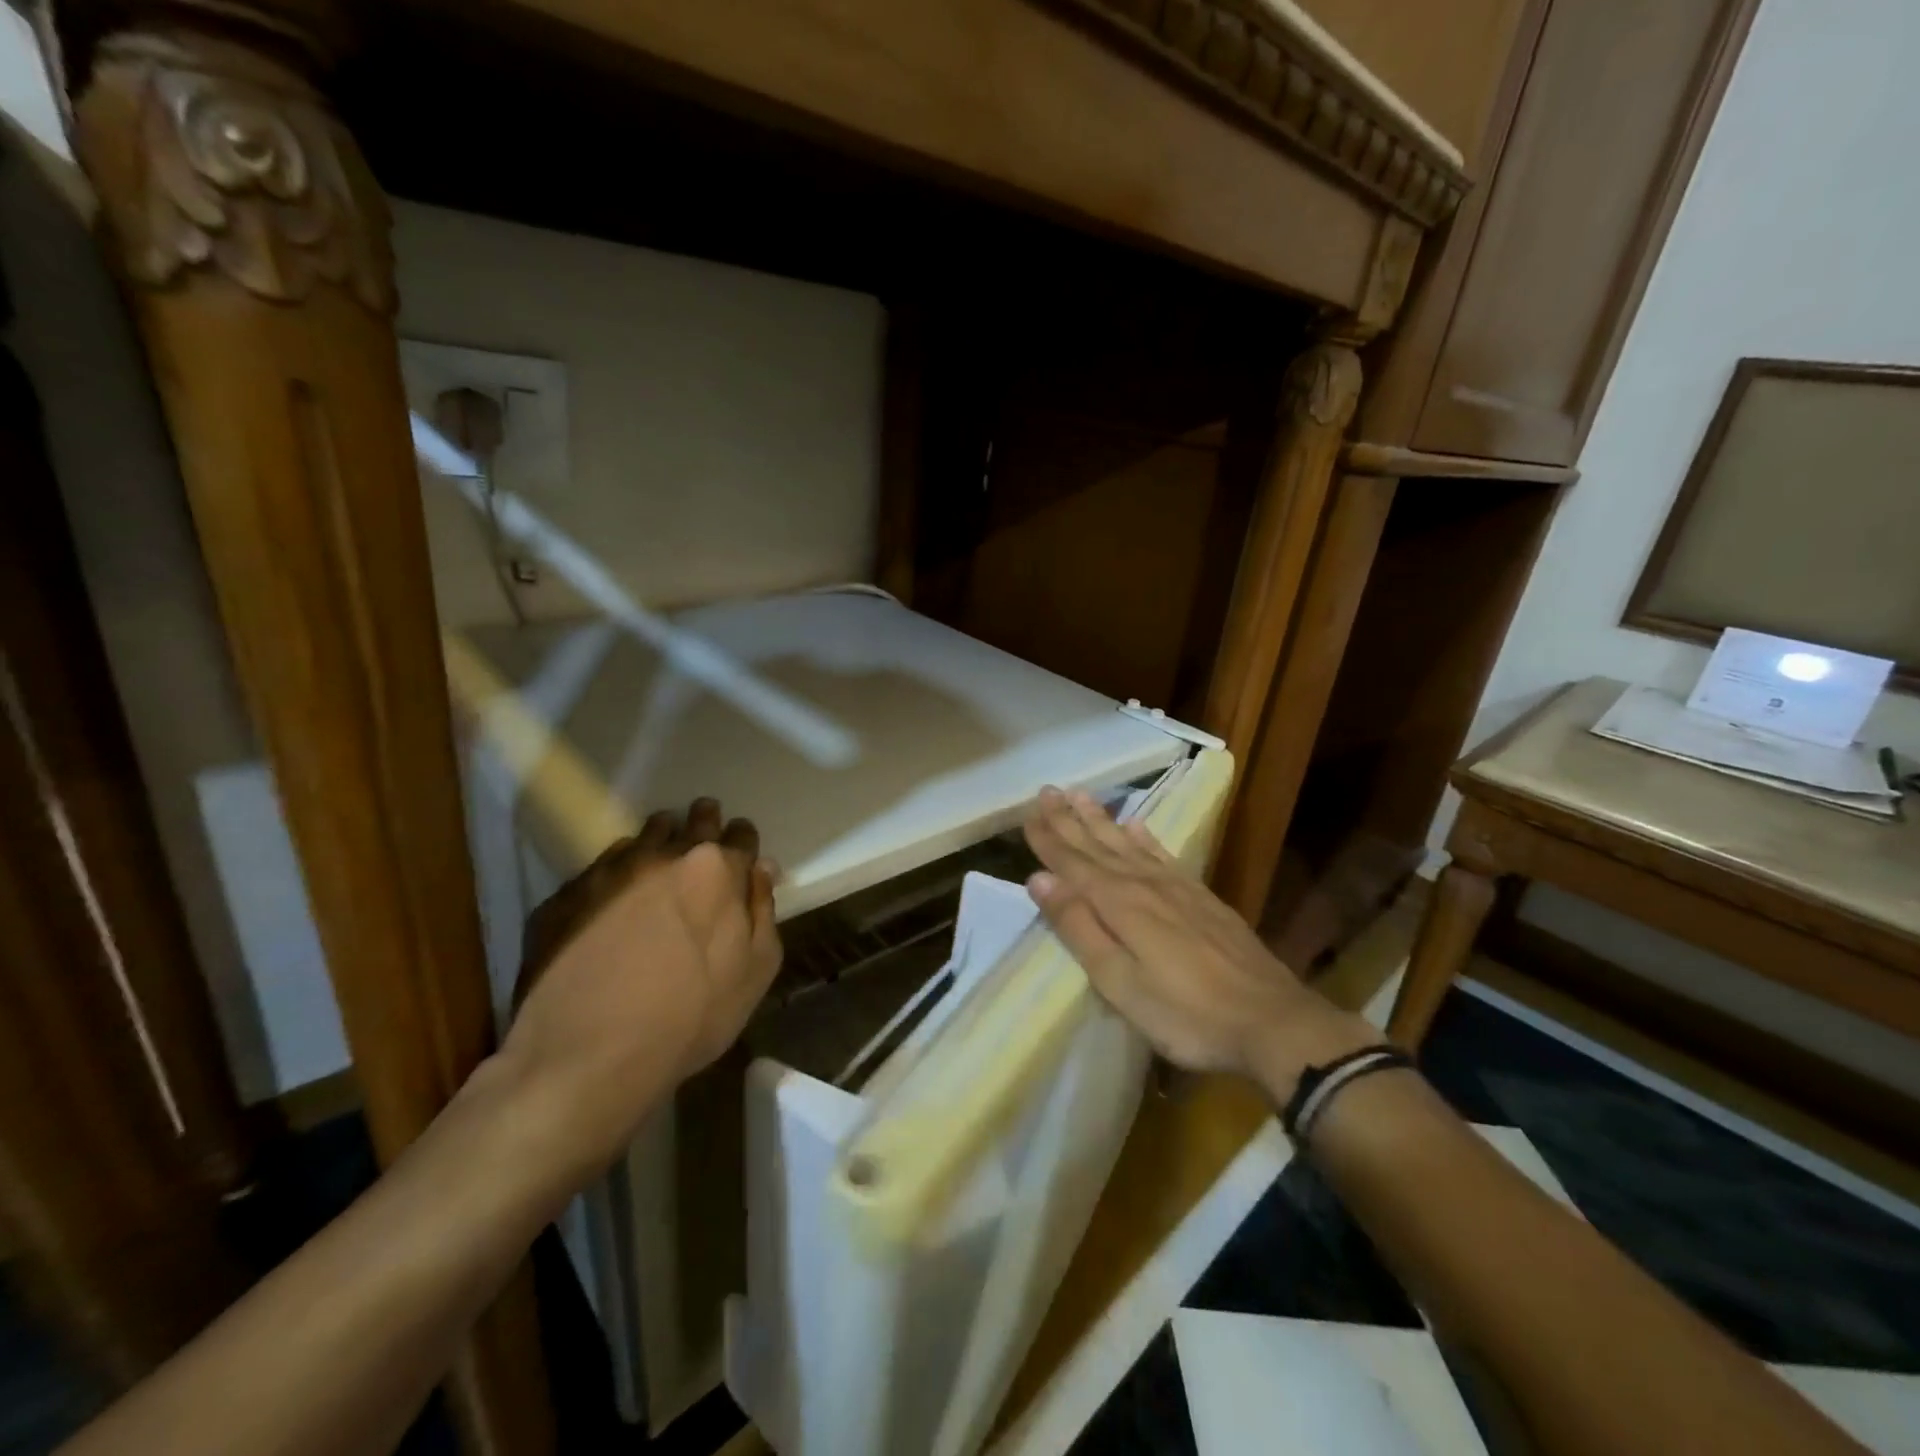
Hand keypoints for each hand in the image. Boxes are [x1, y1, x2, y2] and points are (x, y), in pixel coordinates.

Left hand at [498, 798, 781, 1176]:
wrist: (590, 1056)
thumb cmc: (692, 1016)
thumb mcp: (756, 971)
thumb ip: (763, 910)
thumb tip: (762, 868)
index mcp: (719, 870)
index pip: (741, 834)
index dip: (743, 841)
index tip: (740, 850)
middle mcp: (666, 855)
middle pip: (693, 820)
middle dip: (703, 824)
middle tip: (702, 839)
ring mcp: (612, 870)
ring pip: (645, 835)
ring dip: (659, 842)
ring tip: (658, 866)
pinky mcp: (568, 893)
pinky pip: (602, 867)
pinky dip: (616, 874)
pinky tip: (614, 902)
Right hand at [1023, 787, 1376, 1101]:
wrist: (1270, 1020)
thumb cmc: (1185, 1013)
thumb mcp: (1119, 982)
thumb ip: (1079, 927)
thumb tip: (1039, 879)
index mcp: (1118, 903)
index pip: (1072, 863)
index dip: (1047, 838)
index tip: (1026, 812)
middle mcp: (1144, 883)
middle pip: (1097, 845)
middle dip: (1068, 819)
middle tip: (1046, 790)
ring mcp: (1176, 887)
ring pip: (1127, 843)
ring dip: (1101, 819)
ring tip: (1080, 794)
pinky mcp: (1201, 896)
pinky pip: (1163, 853)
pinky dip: (1145, 837)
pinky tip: (1136, 824)